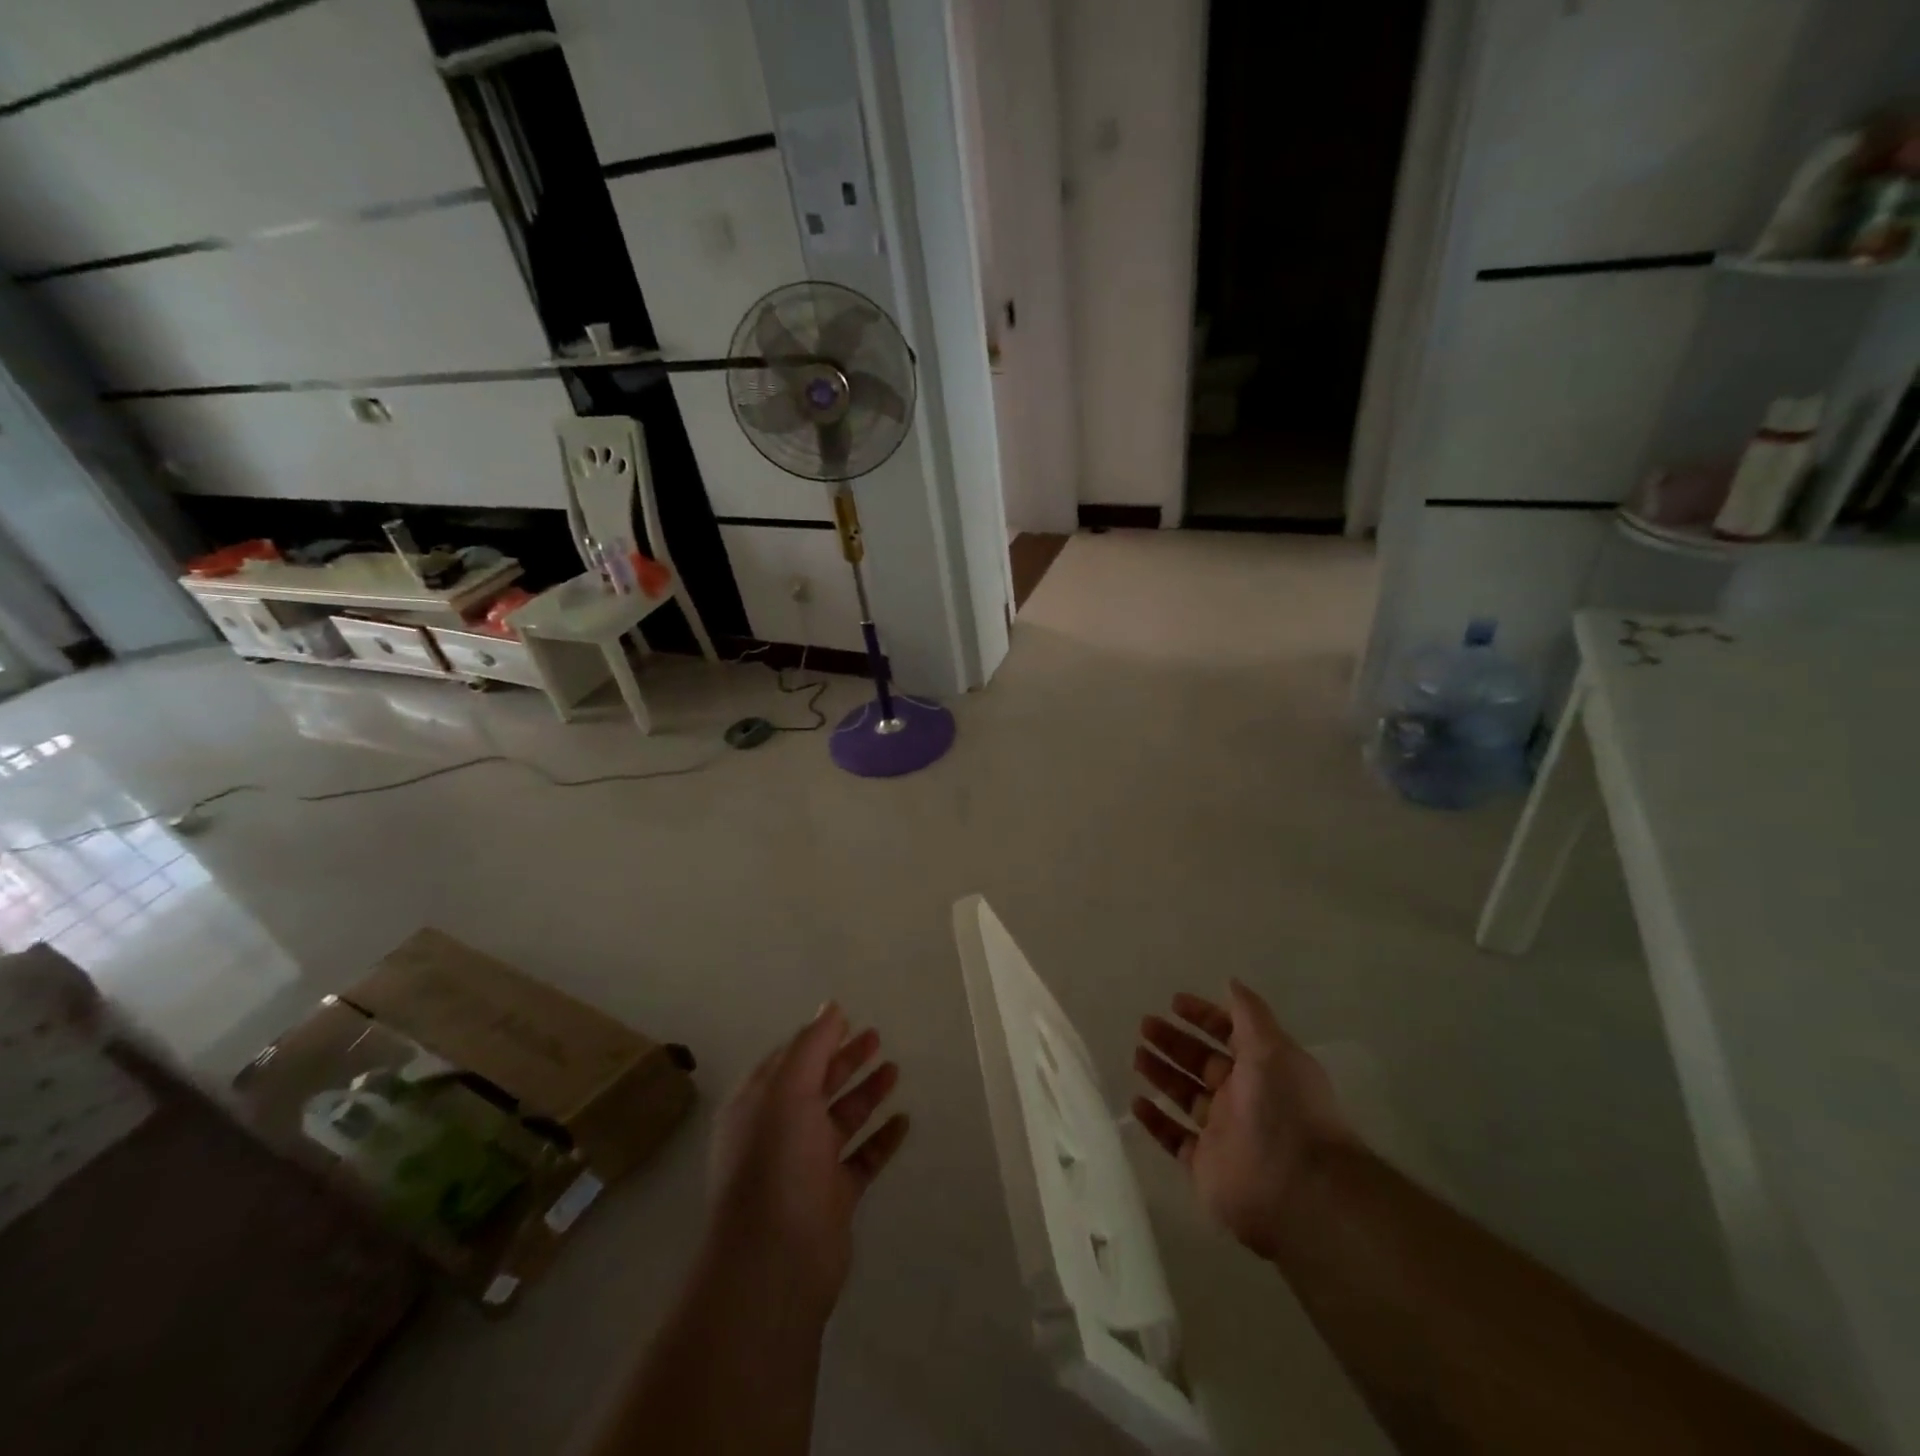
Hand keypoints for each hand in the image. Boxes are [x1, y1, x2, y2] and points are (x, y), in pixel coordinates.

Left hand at [705, 1004, 909, 1321]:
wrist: (773, 1262)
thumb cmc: (776, 1163)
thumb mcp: (788, 1090)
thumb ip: (811, 1045)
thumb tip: (831, 1007)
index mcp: (760, 1104)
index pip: (790, 1060)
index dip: (818, 1038)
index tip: (848, 1019)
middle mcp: (781, 1131)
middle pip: (818, 1085)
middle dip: (845, 1060)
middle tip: (878, 1037)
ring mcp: (807, 1166)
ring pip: (842, 1119)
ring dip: (866, 1093)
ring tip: (895, 1070)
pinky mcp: (833, 1197)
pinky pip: (862, 1159)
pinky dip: (881, 1139)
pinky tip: (904, 1121)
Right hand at [1132, 980, 1351, 1259]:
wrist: (1299, 1189)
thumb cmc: (1285, 1109)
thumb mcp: (1271, 1048)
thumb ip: (1249, 1014)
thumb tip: (1231, 981)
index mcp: (1261, 1069)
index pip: (1228, 1035)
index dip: (1203, 1017)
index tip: (1174, 1003)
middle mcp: (1242, 1097)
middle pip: (1201, 1063)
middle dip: (1174, 1042)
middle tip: (1144, 1025)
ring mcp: (1222, 1133)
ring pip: (1185, 1096)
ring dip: (1162, 1074)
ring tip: (1136, 1055)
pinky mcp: (1205, 1165)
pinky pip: (1174, 1139)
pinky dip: (1156, 1121)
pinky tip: (1136, 1102)